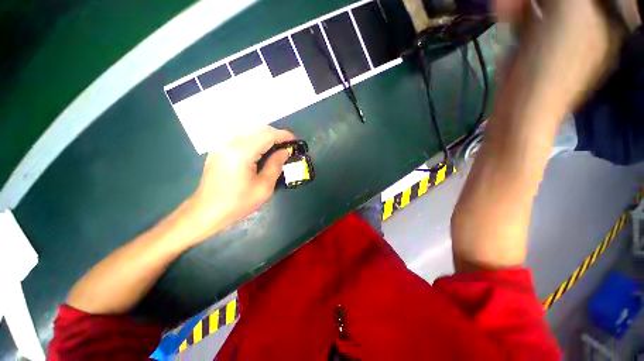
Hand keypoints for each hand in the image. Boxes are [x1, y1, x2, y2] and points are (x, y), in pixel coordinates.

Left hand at [184, 126, 295, 242]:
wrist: (206, 211)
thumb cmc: (238, 203)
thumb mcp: (263, 187)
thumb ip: (275, 165)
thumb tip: (285, 152)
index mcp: (242, 153)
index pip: (267, 135)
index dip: (283, 135)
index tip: (295, 140)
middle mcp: (230, 143)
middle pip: (257, 129)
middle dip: (275, 134)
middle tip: (287, 145)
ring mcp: (222, 145)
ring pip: (248, 130)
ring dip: (265, 135)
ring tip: (276, 146)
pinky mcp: (218, 149)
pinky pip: (240, 136)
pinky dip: (254, 138)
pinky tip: (259, 148)